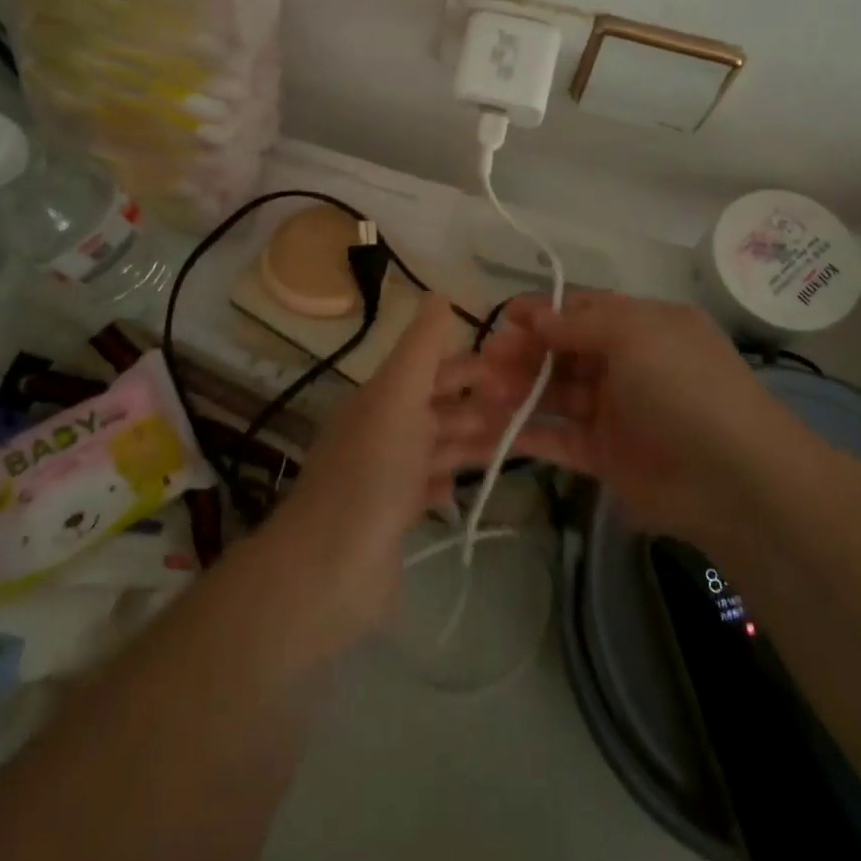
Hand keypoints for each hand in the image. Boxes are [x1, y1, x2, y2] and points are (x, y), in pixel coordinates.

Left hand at [261, 293, 505, 646]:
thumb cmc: (373, 472)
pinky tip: (464, 491)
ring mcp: (386, 474)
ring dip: (473, 440)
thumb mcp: (398, 395)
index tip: (521, 368)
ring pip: (438, 445)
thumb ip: (422, 346)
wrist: (330, 568)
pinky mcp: (392, 516)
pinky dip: (448, 484)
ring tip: (516, 445)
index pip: (432, 365)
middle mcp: (382, 428)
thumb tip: (440, 292)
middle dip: (481, 402)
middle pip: (439, 404)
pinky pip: (428, 488)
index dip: (474, 363)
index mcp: (382, 395)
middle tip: (529, 408)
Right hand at [444, 292, 775, 540]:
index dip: (540, 313)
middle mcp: (626, 365)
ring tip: (477, 394)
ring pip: (553, 395)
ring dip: (515, 392)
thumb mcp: (636, 334)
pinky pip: (556, 439)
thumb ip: (579, 323)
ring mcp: (614, 412)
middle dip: (521, 353)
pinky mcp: (604, 457)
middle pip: (561, 352)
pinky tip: (486, 434)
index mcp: (641, 327)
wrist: (735, 481)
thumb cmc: (684, 387)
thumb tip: (535, 315)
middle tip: (483, 363)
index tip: (502, 319)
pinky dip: (522, 435)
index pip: (580, 311)